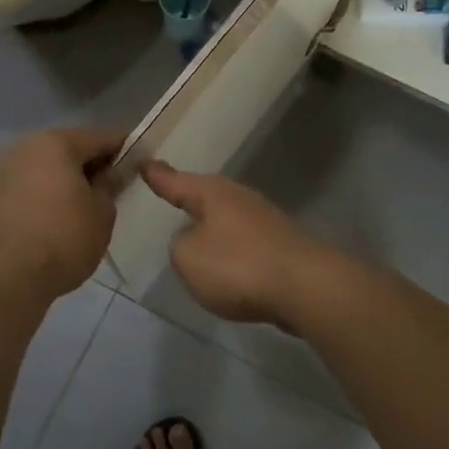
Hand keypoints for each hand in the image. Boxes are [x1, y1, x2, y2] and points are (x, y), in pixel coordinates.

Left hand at [0, 127, 125, 300]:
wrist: (6, 277)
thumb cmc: (63, 237)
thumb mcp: (102, 212)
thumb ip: (110, 185)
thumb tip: (111, 173)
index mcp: (55, 142)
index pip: (100, 137)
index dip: (124, 148)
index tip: (141, 162)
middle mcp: (25, 147)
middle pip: (70, 149)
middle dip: (93, 164)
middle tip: (116, 186)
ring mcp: (4, 170)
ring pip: (48, 167)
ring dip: (69, 179)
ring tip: (90, 204)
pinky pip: (32, 185)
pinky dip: (49, 193)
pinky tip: (63, 214)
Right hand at [141, 161, 330, 330]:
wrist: (305, 287)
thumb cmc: (237, 266)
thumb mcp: (188, 257)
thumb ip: (180, 245)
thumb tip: (194, 238)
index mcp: (212, 193)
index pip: (176, 181)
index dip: (157, 175)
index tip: (143, 162)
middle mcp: (238, 198)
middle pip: (205, 194)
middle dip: (188, 195)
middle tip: (168, 192)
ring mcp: (263, 219)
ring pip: (226, 216)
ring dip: (211, 224)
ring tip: (194, 231)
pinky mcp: (279, 244)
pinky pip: (242, 240)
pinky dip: (230, 248)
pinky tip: (226, 262)